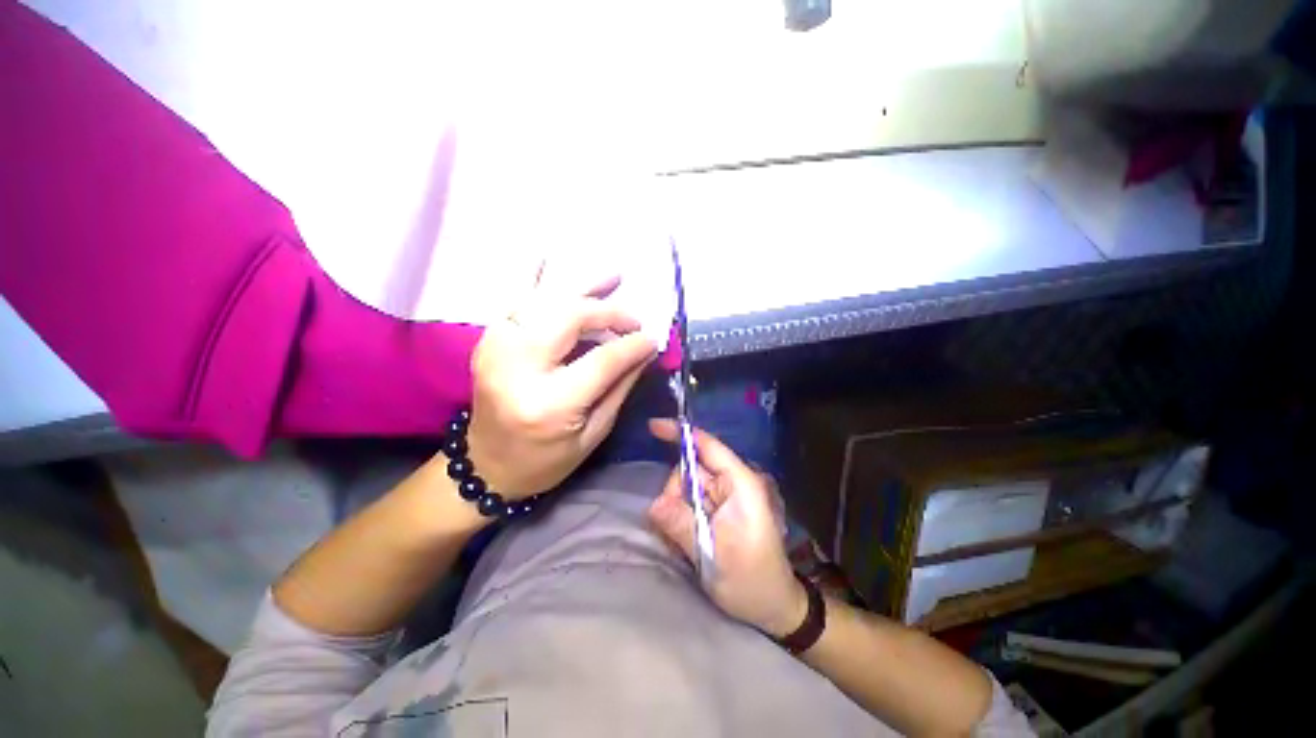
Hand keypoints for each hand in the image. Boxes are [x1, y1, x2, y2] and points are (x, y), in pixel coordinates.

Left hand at [465, 277, 656, 499]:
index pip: (601, 360)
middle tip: (632, 319)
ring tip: (612, 275)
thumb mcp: (593, 434)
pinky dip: (537, 278)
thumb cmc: (545, 461)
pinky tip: (552, 259)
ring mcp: (495, 348)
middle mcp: (518, 369)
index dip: (632, 345)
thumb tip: (645, 350)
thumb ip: (619, 387)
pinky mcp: (488, 340)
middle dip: (608, 312)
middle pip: (569, 319)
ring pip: (543, 300)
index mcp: (548, 404)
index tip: (653, 337)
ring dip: (580, 287)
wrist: (485, 466)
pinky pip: (515, 298)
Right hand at [647, 420, 807, 637]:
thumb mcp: (713, 556)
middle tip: (676, 527)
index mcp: (740, 484)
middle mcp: (733, 483)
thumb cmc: (751, 580)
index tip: (653, 426)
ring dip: (678, 508)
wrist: (773, 606)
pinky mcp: (720, 508)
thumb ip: (683, 525)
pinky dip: (683, 515)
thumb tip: (653, 504)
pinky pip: (691, 501)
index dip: (680, 433)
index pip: (708, 446)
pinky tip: (689, 539)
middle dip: (676, 493)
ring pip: (687, 486)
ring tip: (688, 540)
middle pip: (690, 468)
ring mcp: (726, 495)